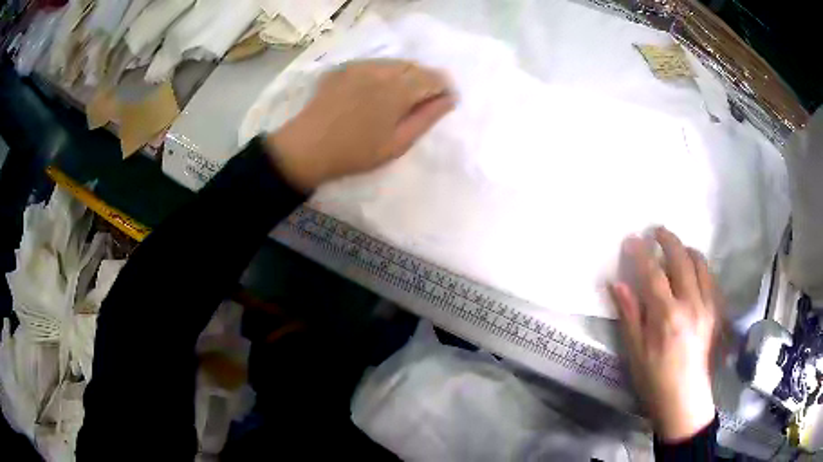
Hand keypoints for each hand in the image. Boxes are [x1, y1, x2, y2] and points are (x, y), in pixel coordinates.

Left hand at [266, 59, 455, 190]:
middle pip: (415, 66)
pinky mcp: (344, 68)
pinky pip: (374, 65)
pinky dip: (383, 74)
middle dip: (424, 81)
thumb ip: (427, 118)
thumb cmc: (356, 152)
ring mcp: (360, 66)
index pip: (434, 78)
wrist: (306, 147)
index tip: (441, 104)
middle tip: (418, 104)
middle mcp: (382, 69)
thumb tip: (450, 99)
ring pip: (395, 63)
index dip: (443, 90)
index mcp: (398, 88)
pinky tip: (374, 93)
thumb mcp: (398, 143)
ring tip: (396, 99)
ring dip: (404, 76)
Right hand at [609, 227, 717, 441]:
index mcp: (666, 316)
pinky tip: (694, 269)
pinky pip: (711, 277)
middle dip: (668, 240)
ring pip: (700, 263)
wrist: (685, 399)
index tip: (632, 238)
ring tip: (677, 247)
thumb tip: (617, 283)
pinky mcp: (716, 311)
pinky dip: (701, 266)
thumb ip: (629, 314)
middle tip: (657, 230)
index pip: (653, 273)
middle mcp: (691, 303)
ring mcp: (707, 305)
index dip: (641, 252)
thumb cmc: (654, 380)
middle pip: (681, 259)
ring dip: (686, 249)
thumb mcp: (635, 352)